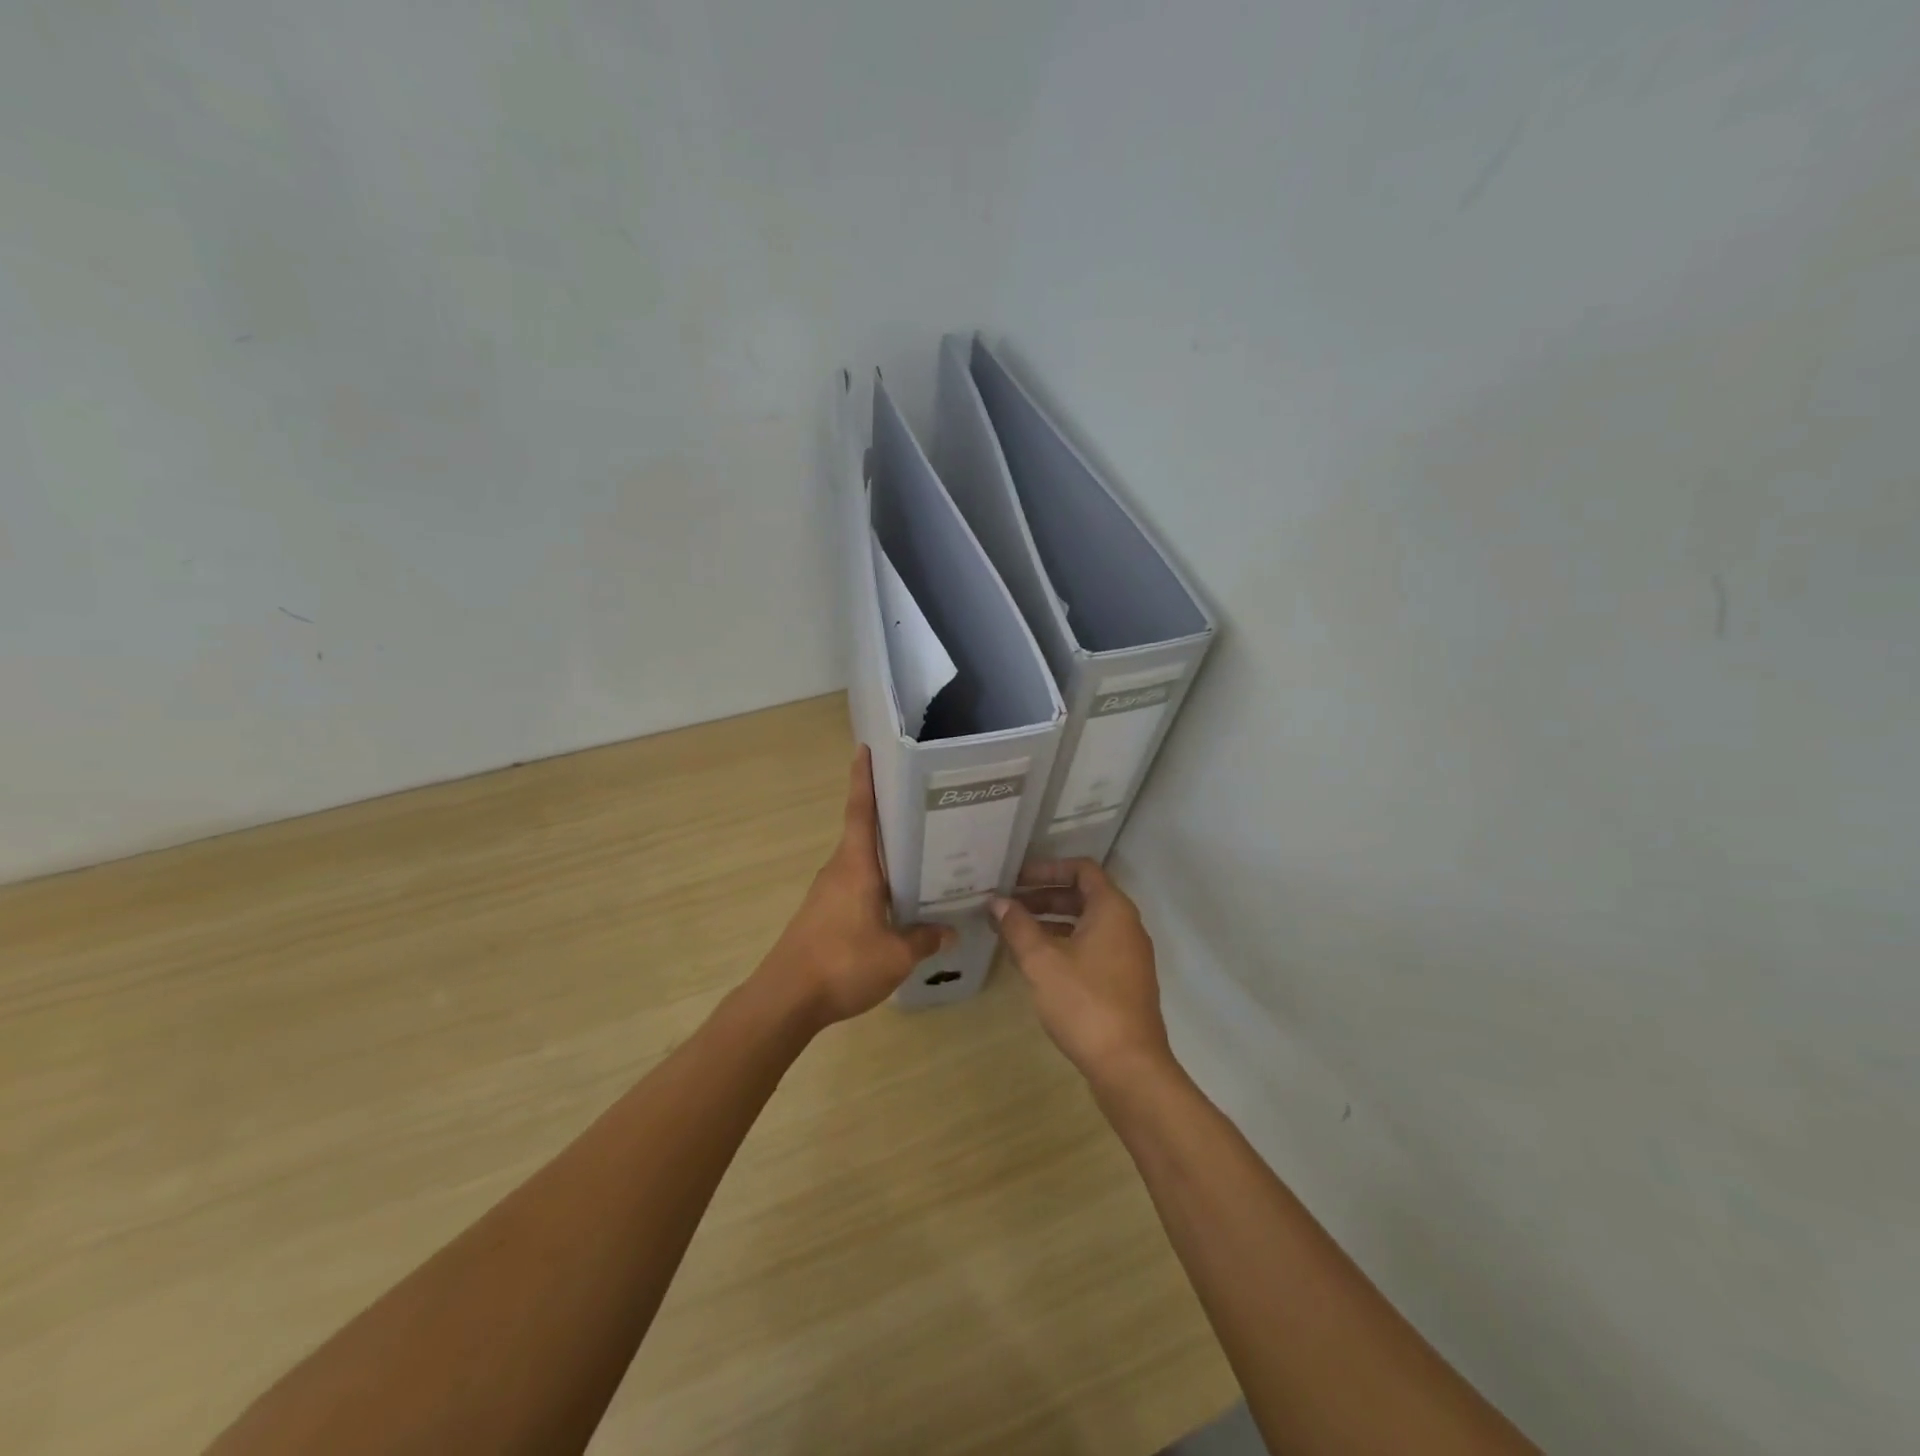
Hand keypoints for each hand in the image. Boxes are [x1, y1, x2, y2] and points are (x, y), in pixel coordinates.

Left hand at [759, 747, 954, 1026]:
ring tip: (922, 853)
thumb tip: (950, 932)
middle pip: (863, 832)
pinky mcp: (823, 913)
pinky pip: (856, 885)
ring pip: (861, 862)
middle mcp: (839, 870)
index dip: (863, 779)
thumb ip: (924, 939)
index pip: (860, 811)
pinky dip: (877, 882)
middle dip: (888, 815)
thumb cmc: (842, 964)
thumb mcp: (896, 955)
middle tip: (923, 805)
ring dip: (885, 854)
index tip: (864, 749)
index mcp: (856, 866)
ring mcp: (827, 892)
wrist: (786, 999)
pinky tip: (898, 899)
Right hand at [990, 859, 1173, 1086]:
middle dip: (1043, 897)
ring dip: (1050, 922)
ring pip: (1086, 924)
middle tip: (1007, 905)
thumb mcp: (1042, 961)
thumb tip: (998, 902)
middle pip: (1083, 896)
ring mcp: (1128, 955)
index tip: (1016, 878)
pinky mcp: (1124, 982)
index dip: (1048, 868)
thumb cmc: (1084, 1003)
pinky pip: (1091, 947)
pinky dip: (1064, 944)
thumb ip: (1018, 926)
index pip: (1082, 869)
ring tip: (1013, 931)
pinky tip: (1035, 962)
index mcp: (1112, 909)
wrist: (1129, 1066)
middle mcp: (1126, 925)